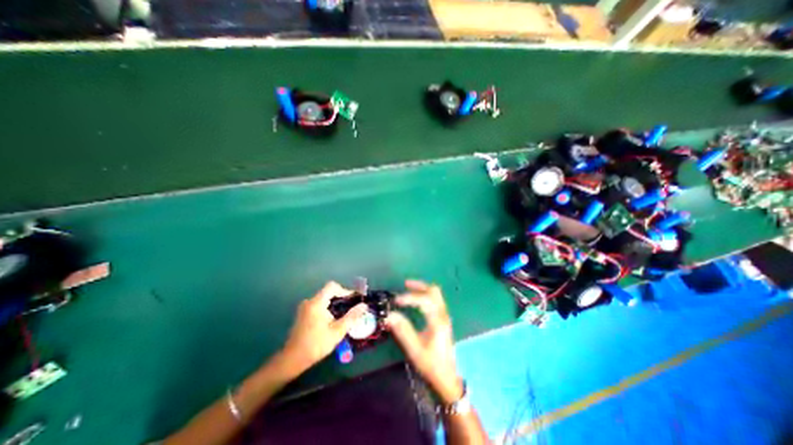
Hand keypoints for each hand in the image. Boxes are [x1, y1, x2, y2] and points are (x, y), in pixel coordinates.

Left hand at [280, 282, 365, 374]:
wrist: (293, 360)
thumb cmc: (316, 344)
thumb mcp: (337, 331)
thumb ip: (352, 316)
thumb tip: (364, 305)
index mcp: (317, 303)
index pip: (332, 286)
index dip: (345, 290)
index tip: (353, 298)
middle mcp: (309, 301)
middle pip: (328, 292)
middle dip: (341, 297)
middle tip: (351, 306)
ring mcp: (305, 307)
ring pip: (323, 298)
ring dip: (334, 303)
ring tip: (344, 313)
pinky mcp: (303, 313)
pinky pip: (318, 304)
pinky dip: (327, 307)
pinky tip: (333, 318)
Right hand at [386, 279, 466, 403]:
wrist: (447, 378)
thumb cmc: (431, 364)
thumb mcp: (415, 349)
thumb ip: (403, 330)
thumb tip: (389, 315)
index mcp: (437, 321)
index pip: (424, 300)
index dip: (409, 297)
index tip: (396, 301)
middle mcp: (443, 315)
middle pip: (434, 291)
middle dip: (419, 286)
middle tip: (405, 285)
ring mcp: (444, 316)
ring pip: (436, 294)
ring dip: (423, 289)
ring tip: (409, 288)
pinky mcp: (443, 319)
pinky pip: (436, 300)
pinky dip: (426, 294)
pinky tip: (417, 300)